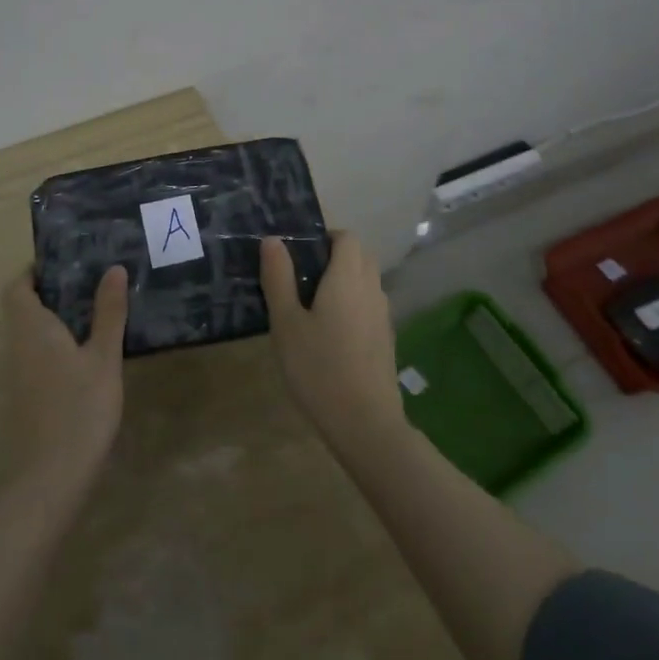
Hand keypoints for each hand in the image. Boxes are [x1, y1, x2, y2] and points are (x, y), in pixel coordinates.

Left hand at [1, 266, 128, 487]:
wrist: (52, 476)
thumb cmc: (79, 407)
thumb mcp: (103, 356)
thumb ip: (108, 312)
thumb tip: (112, 268)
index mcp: (32, 328)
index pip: (17, 288)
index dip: (34, 271)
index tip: (65, 261)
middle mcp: (20, 345)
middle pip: (24, 307)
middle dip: (53, 291)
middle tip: (92, 279)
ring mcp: (22, 373)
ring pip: (32, 331)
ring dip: (58, 316)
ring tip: (98, 306)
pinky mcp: (30, 394)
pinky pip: (40, 353)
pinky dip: (60, 341)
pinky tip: (91, 349)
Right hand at [260, 234, 404, 450]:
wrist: (365, 422)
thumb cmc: (318, 367)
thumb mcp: (286, 323)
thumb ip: (279, 278)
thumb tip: (273, 240)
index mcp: (348, 277)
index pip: (346, 237)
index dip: (324, 237)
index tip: (298, 253)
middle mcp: (371, 288)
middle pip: (360, 255)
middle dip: (334, 255)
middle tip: (301, 276)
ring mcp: (383, 314)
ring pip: (367, 280)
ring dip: (345, 280)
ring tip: (311, 304)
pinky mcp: (385, 338)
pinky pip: (369, 304)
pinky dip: (353, 303)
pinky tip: (330, 332)